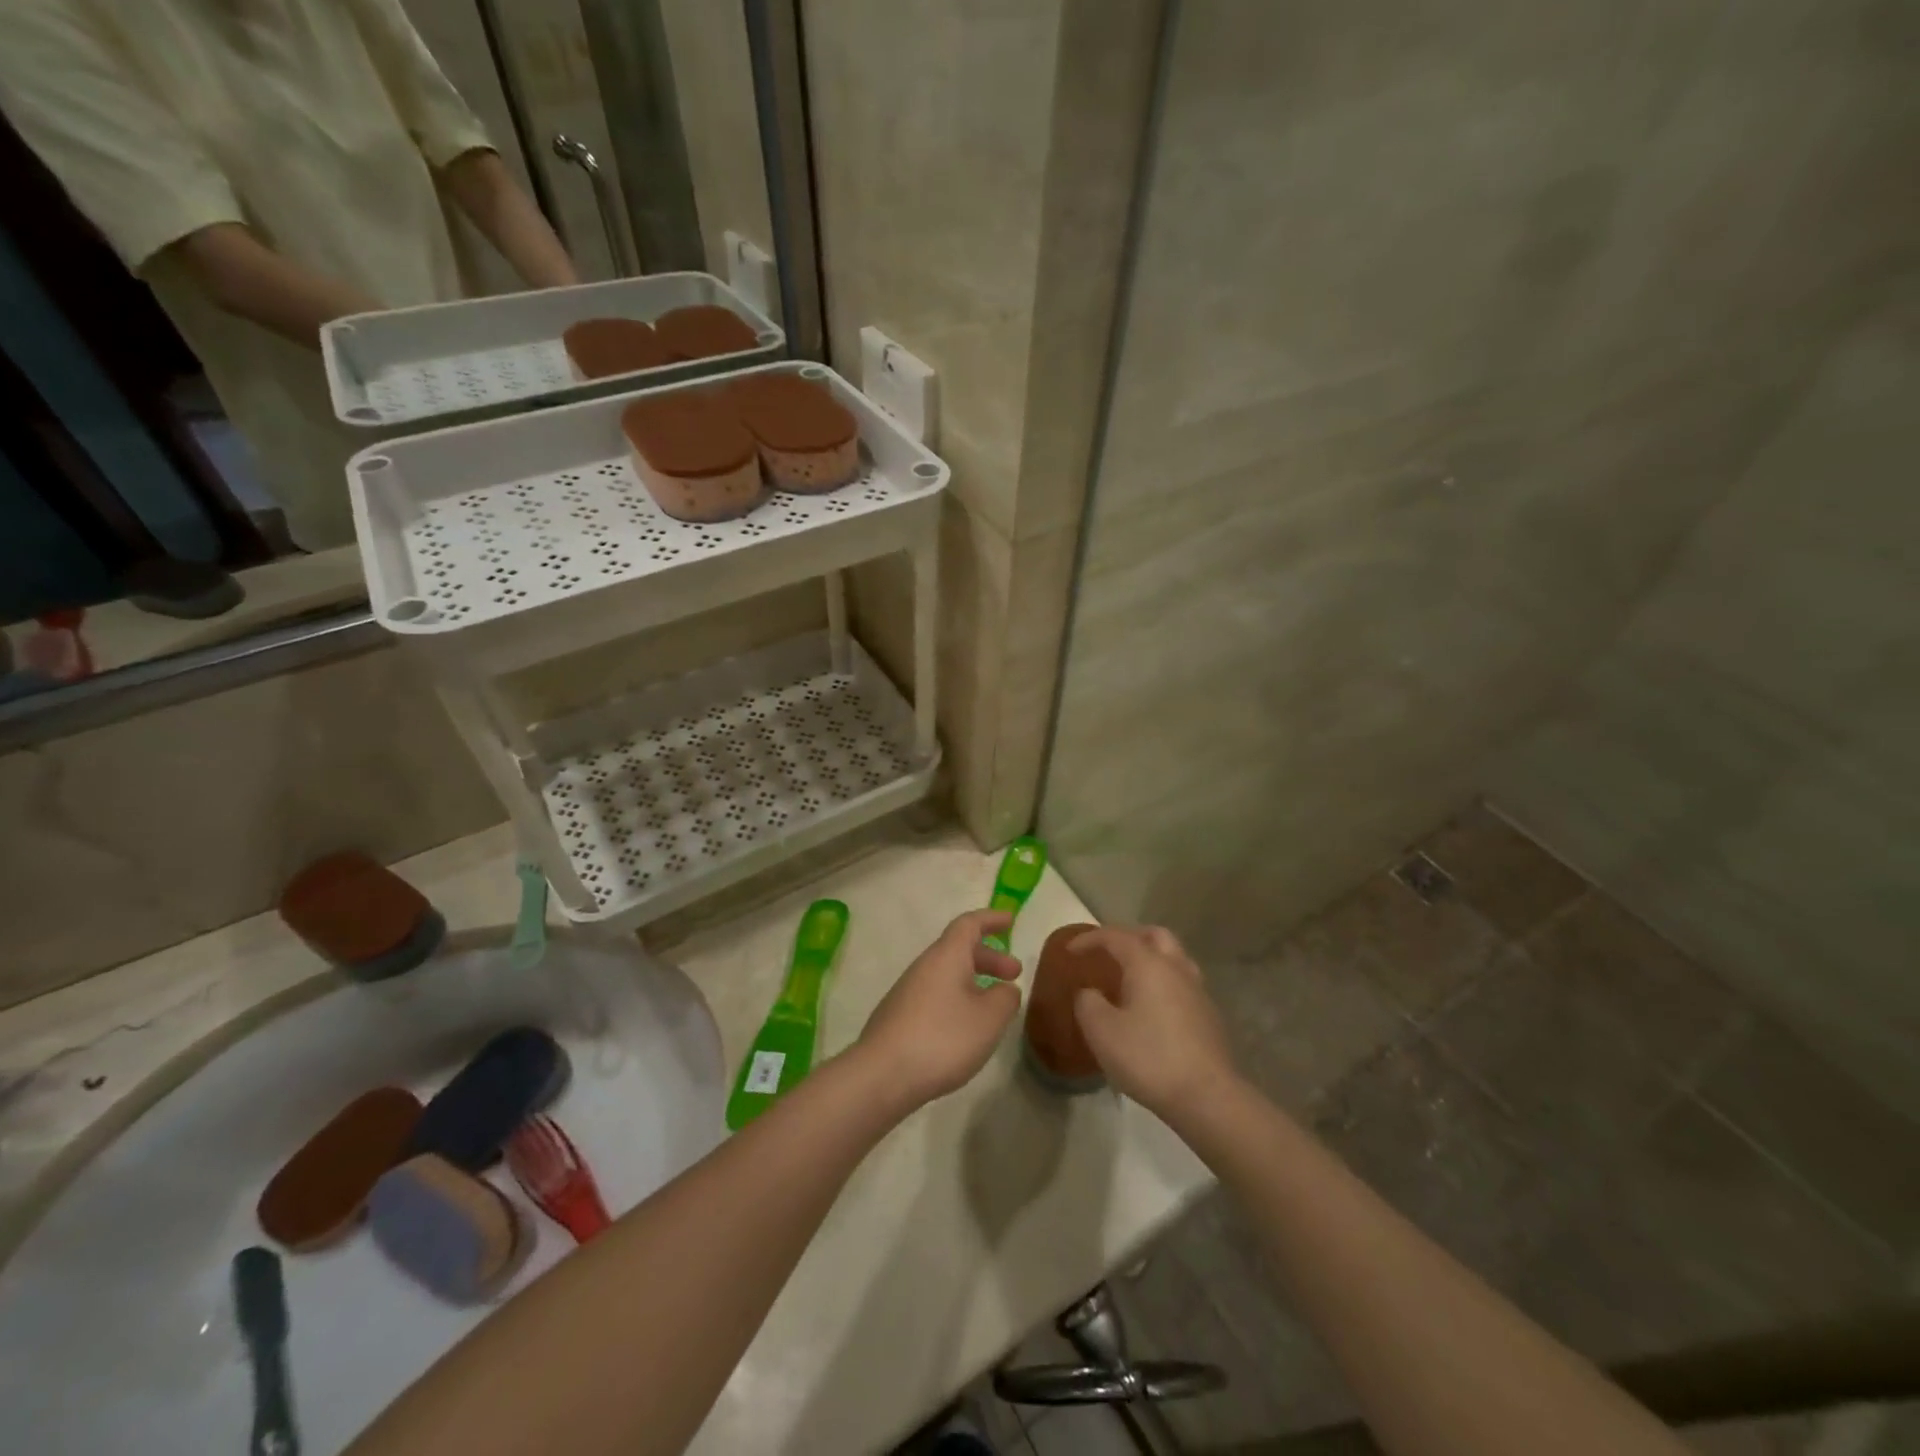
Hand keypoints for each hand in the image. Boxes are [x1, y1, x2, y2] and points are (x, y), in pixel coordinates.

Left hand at [853, 910, 1021, 1112]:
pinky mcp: (899, 1016)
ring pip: (947, 974)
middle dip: (989, 957)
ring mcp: (907, 991)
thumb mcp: (989, 1019)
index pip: (969, 924)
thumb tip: (1006, 989)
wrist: (882, 1075)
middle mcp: (924, 966)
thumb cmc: (942, 1038)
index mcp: (946, 956)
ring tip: (994, 1006)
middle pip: (958, 949)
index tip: (1011, 920)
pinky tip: (965, 1028)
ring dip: (973, 981)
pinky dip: (957, 999)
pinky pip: (935, 995)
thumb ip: (1005, 998)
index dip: (991, 919)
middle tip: (1014, 974)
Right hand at [1071, 926, 1238, 1124]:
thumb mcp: (1101, 1032)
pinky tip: (1152, 1007)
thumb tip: (1090, 993)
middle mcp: (1176, 968)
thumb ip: (1088, 1003)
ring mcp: (1197, 991)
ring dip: (1151, 958)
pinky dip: (1164, 982)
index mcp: (1148, 964)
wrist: (1207, 1097)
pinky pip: (1182, 983)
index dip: (1090, 939)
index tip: (1070, 950)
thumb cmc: (1149, 1058)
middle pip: (1154, 935)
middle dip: (1128, 937)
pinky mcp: (1209, 1016)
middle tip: (1108, 953)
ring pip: (1174, 958)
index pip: (1115, 937)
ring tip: (1131, 976)